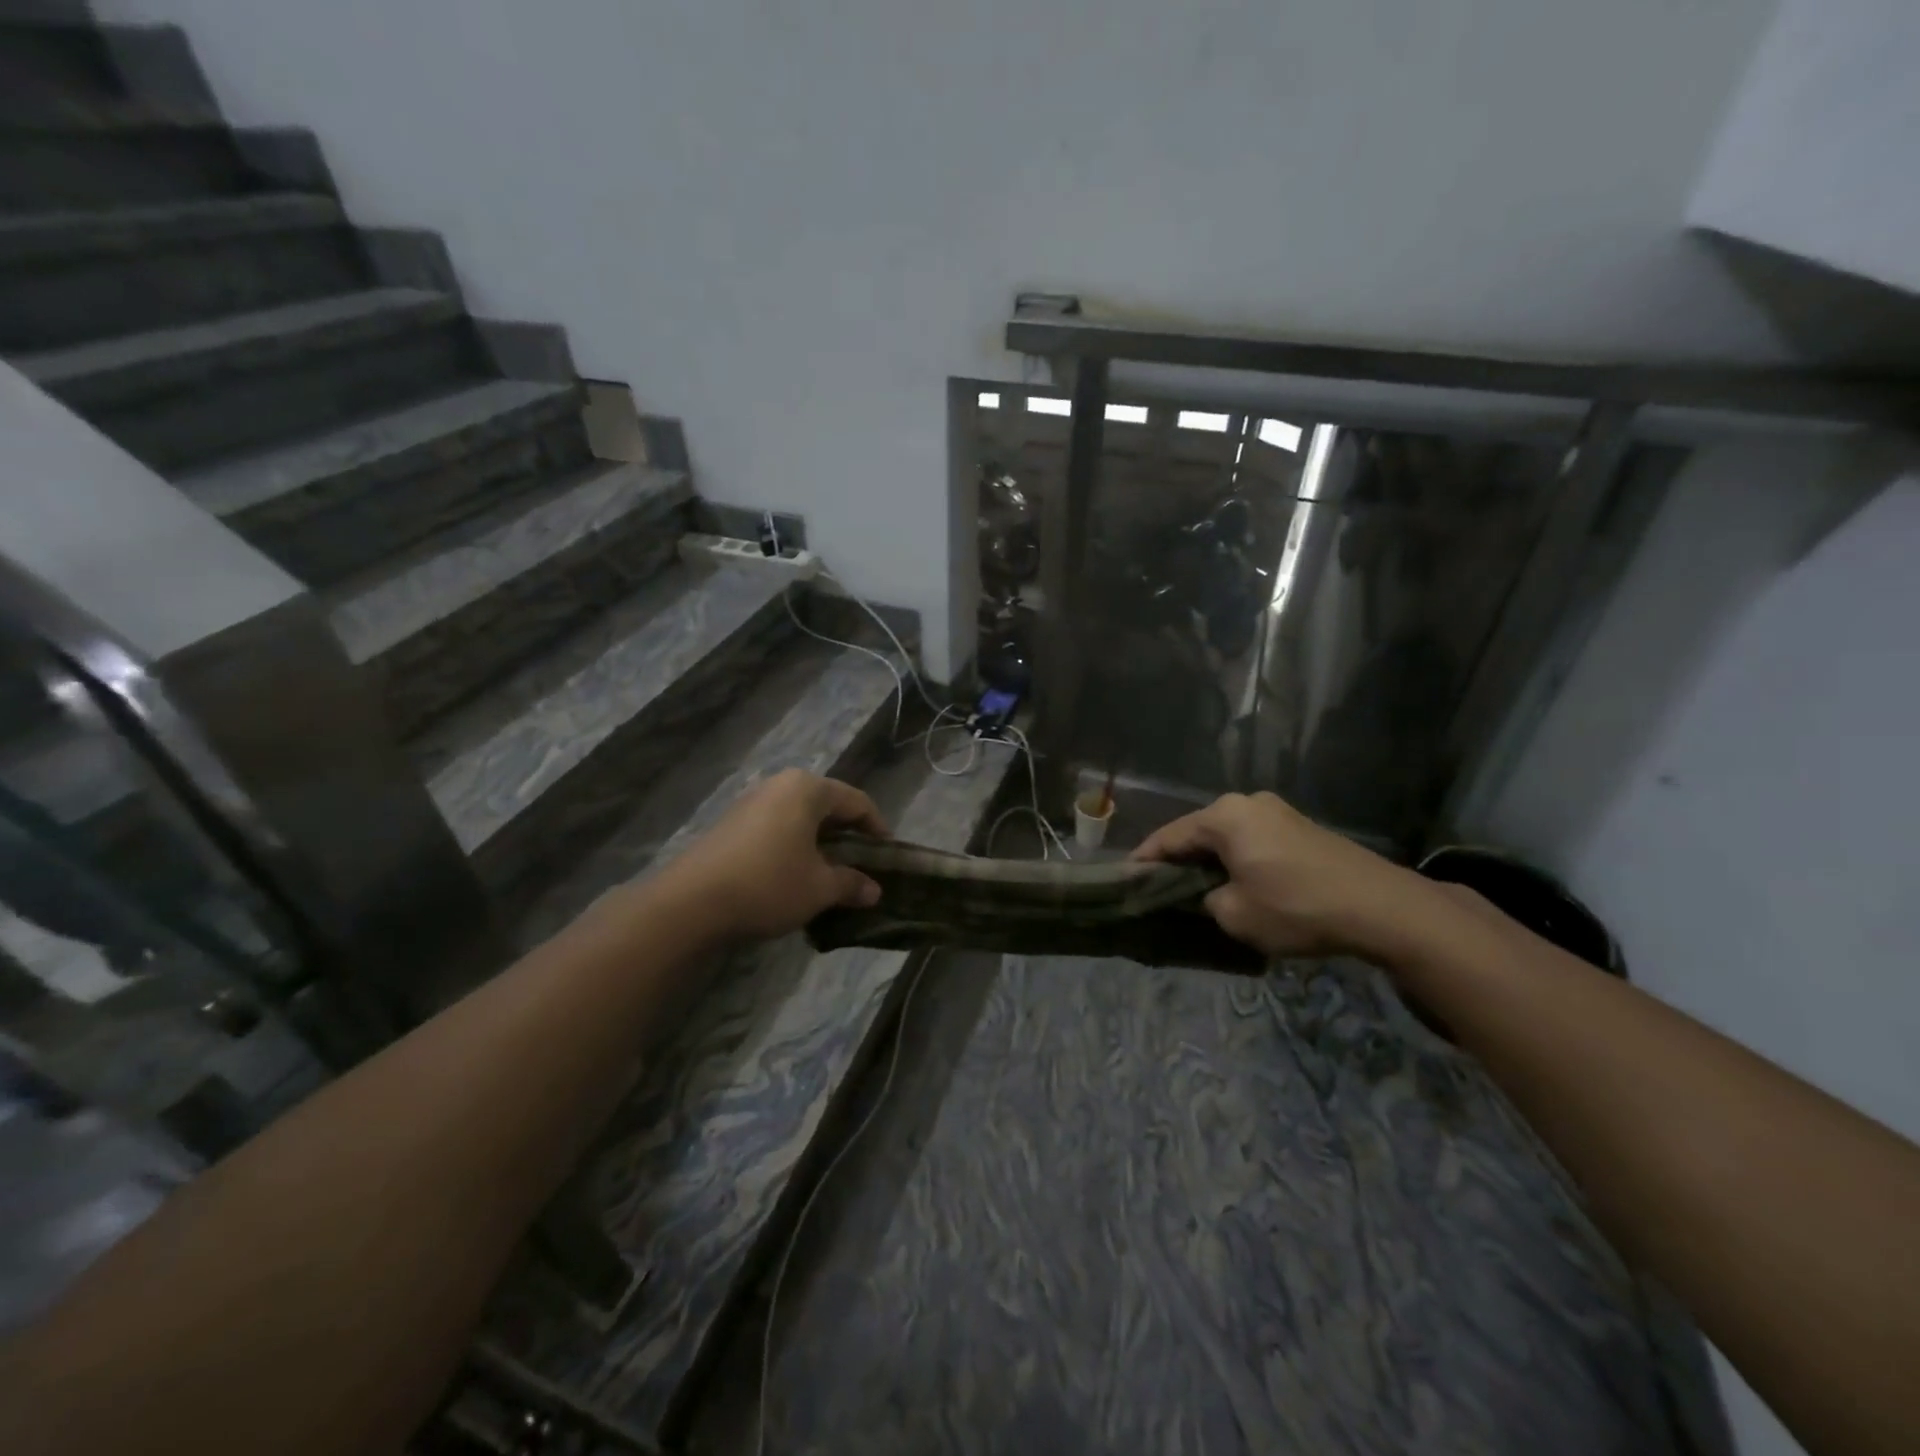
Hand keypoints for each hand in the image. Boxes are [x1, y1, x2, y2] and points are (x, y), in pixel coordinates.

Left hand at [655, 770, 889, 941]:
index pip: (857, 801)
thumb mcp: (819, 888)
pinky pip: (776, 828)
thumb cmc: (768, 884)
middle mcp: (779, 785)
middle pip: (827, 806)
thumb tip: (874, 890)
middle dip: (847, 836)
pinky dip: (793, 847)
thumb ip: (851, 884)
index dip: (877, 828)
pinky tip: (794, 876)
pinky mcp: (731, 824)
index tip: (888, 855)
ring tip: (830, 874)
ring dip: (819, 843)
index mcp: (807, 789)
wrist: (691, 902)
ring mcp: (751, 802)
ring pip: (800, 818)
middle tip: (861, 865)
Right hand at [1131, 791, 1424, 957]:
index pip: (1169, 837)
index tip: (1126, 879)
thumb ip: (1206, 901)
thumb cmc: (1296, 906)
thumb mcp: (1235, 915)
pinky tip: (1235, 881)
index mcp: (1224, 816)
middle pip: (1198, 832)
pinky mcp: (1301, 827)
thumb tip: (1208, 894)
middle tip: (1158, 887)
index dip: (1145, 860)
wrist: (1381, 907)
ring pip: (1227, 836)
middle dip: (1178, 859)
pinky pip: (1252, 841)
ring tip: (1195, 887)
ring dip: (1210, 860)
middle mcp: (1247, 803)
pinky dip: (1237, 859)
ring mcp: (1277, 812)